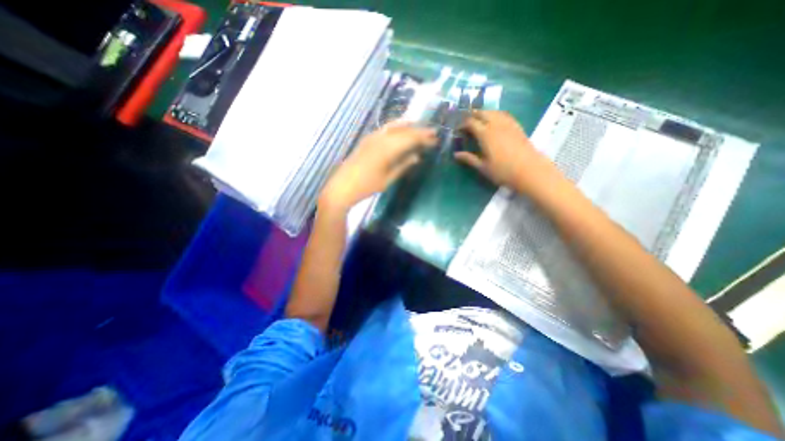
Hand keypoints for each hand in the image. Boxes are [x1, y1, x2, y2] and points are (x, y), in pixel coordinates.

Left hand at [321, 122, 440, 213]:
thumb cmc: (367, 186)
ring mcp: (372, 137)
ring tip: (419, 128)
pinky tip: (400, 130)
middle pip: (404, 130)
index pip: (410, 139)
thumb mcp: (388, 179)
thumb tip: (416, 157)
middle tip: (432, 133)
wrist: (342, 187)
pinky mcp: (367, 140)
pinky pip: (385, 129)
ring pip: (394, 127)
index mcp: (387, 149)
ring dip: (408, 127)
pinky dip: (396, 128)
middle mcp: (380, 138)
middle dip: (419, 131)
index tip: (435, 139)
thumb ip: (402, 166)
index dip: (423, 138)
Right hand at [454, 111, 556, 191]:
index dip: (462, 124)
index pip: (471, 122)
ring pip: (494, 112)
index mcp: (485, 134)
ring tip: (479, 120)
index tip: (457, 130)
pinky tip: (495, 121)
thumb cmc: (503, 171)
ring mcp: (508, 124)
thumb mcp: (483, 167)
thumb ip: (469, 158)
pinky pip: (504, 115)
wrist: (529, 171)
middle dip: (472, 115)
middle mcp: (496, 125)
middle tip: (466, 123)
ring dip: (484, 113)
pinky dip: (496, 115)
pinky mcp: (517, 126)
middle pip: (482, 113)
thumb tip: (456, 154)